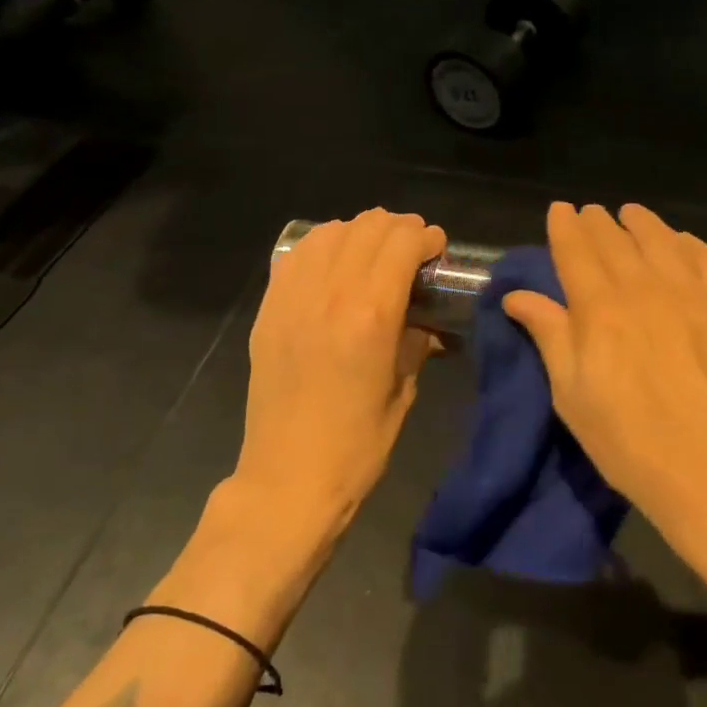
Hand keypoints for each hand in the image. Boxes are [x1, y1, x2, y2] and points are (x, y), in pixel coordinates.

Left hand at [235, 209, 446, 530]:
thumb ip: (415, 342)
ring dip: (359, 233)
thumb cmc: (358, 445)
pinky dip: (322, 247)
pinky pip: (296, 256)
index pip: (402, 242)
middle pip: (367, 227)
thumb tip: (424, 320)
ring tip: (373, 252)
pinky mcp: (268, 310)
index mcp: (372, 314)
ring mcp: (292, 298)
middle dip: (398, 228)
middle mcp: (330, 293)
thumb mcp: (403, 390)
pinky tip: (334, 265)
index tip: (437, 249)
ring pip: (329, 232)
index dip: (427, 237)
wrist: (288, 478)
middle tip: (412, 249)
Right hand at [503, 202, 706, 534]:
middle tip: (591, 211)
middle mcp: (645, 287)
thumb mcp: (572, 396)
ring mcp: (694, 293)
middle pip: (616, 241)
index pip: (576, 251)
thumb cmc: (631, 443)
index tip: (560, 209)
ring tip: (631, 214)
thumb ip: (549, 335)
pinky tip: (682, 241)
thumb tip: (517, 295)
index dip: (565, 227)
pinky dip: (690, 244)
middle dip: (599, 222)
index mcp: (599, 308)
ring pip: (662, 241)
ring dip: (642, 224)